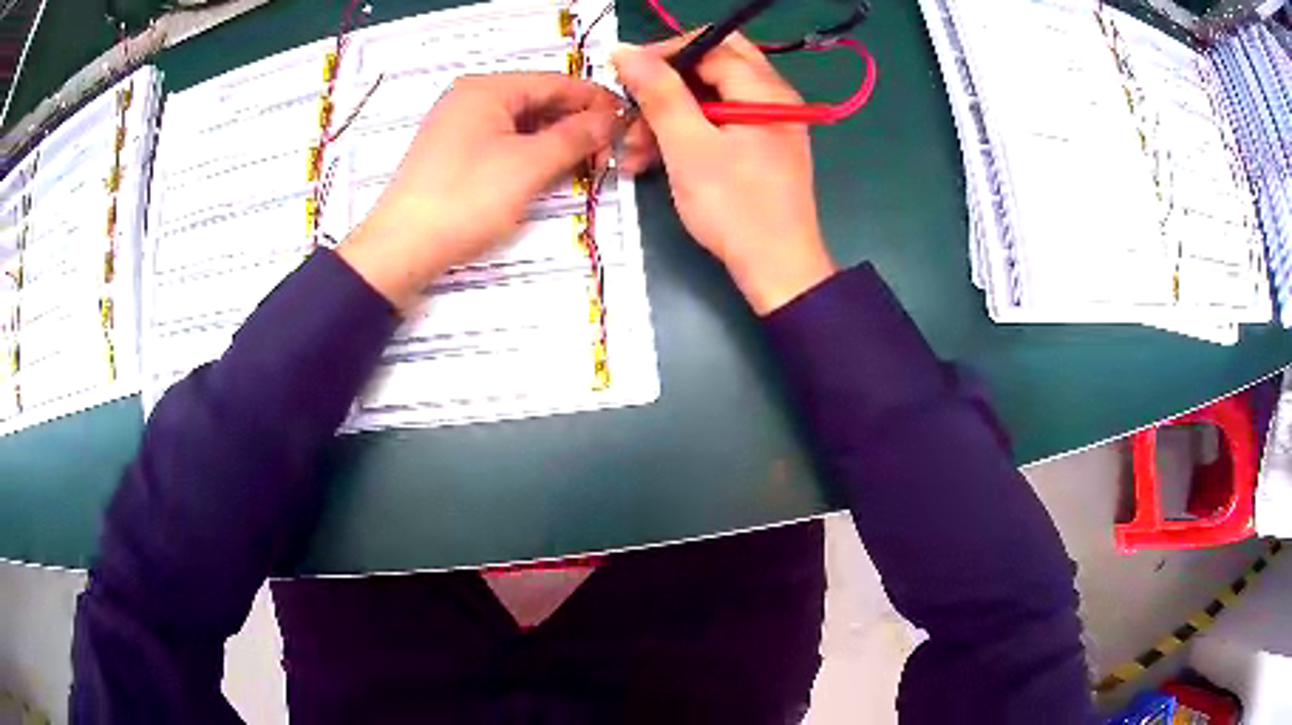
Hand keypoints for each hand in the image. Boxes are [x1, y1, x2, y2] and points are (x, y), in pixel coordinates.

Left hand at [338, 73, 622, 310]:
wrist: (401, 249)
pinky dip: (530, 153)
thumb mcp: (529, 165)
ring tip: (587, 163)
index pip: (556, 83)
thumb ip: (576, 136)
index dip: (596, 100)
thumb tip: (613, 119)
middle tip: (611, 150)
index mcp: (488, 89)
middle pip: (538, 101)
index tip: (629, 122)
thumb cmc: (466, 199)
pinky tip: (549, 171)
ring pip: (521, 124)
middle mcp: (471, 98)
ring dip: (555, 141)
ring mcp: (458, 126)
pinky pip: (502, 142)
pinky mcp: (452, 154)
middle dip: (576, 123)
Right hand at [612, 35, 834, 314]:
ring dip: (669, 115)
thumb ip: (659, 93)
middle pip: (712, 66)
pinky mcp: (762, 148)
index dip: (663, 54)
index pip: (710, 45)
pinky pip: (720, 123)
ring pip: (712, 96)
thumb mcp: (688, 146)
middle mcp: (773, 97)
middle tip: (632, 107)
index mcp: (763, 89)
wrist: (778, 270)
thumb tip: (626, 51)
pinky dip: (688, 133)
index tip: (624, 77)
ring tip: (633, 150)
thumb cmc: (734, 208)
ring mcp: (769, 123)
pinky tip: (655, 158)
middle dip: (666, 85)